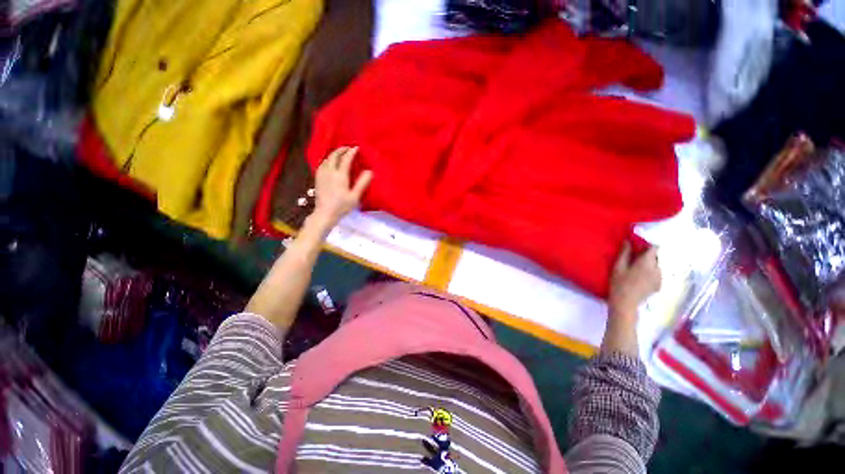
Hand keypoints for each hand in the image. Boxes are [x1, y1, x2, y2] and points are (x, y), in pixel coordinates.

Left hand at [311, 146, 372, 228]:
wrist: (324, 213)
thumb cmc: (342, 206)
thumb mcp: (355, 196)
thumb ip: (362, 183)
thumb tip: (370, 171)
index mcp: (340, 175)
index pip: (346, 159)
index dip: (352, 152)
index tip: (357, 148)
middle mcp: (329, 171)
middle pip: (334, 155)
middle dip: (342, 150)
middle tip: (349, 148)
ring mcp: (322, 174)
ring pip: (327, 158)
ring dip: (334, 154)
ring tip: (341, 153)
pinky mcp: (317, 178)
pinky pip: (322, 163)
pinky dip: (328, 159)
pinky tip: (330, 162)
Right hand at [608, 242, 660, 318]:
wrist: (626, 303)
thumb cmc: (619, 283)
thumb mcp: (618, 267)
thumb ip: (625, 253)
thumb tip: (628, 241)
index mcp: (647, 263)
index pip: (654, 247)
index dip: (646, 244)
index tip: (636, 244)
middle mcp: (657, 269)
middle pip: (655, 256)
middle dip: (645, 254)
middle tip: (632, 256)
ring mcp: (660, 278)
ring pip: (656, 264)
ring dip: (647, 263)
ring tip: (634, 267)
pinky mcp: (659, 285)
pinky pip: (656, 273)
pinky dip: (649, 271)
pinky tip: (639, 276)